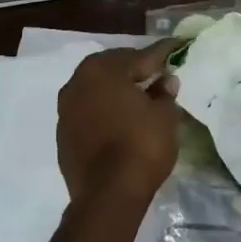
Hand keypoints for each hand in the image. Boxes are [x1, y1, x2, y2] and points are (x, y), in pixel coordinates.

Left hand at [56, 40, 182, 209]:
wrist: (107, 195)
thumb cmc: (141, 146)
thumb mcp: (164, 116)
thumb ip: (164, 92)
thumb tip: (165, 81)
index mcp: (103, 69)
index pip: (140, 56)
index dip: (162, 53)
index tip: (177, 46)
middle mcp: (78, 82)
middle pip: (113, 69)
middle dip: (135, 69)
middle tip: (158, 72)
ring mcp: (66, 110)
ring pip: (98, 90)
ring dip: (117, 91)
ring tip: (140, 97)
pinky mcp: (63, 135)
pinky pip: (89, 113)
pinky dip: (105, 111)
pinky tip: (121, 121)